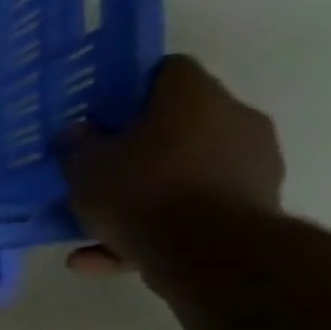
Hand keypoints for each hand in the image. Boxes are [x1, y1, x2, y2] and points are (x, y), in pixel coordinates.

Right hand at [59, 55, 284, 276]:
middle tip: (98, 174)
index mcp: (194, 96)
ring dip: (141, 198)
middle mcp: (232, 119)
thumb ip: (77, 146)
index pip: (165, 71)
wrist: (209, 252)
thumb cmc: (142, 191)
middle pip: (176, 126)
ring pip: (182, 175)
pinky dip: (153, 232)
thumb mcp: (85, 168)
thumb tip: (78, 131)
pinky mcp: (253, 208)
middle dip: (136, 151)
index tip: (100, 116)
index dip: (130, 90)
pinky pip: (191, 212)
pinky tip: (105, 258)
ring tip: (92, 231)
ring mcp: (250, 165)